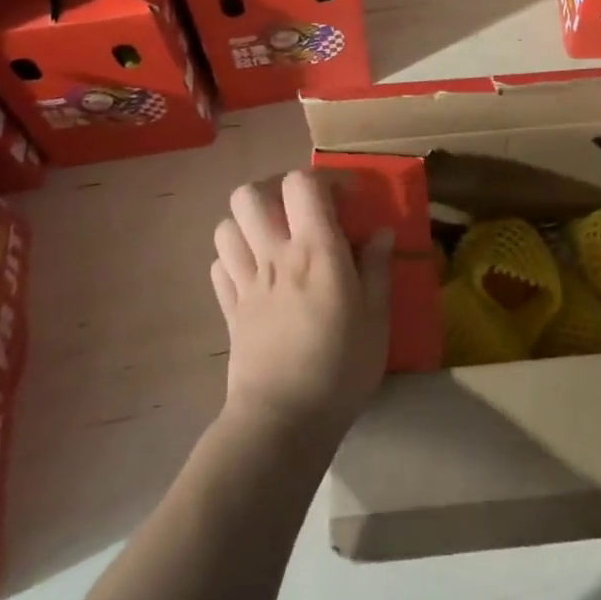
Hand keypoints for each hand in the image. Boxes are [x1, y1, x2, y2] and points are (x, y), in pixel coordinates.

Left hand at [211, 171, 392, 445]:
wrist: (283, 421)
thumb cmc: (340, 368)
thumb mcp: (377, 319)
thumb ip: (377, 269)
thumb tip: (381, 232)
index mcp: (315, 252)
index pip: (302, 184)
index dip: (325, 179)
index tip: (348, 198)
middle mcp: (274, 255)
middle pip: (250, 194)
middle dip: (275, 189)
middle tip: (303, 210)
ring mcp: (245, 281)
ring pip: (227, 225)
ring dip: (249, 222)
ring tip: (276, 237)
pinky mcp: (229, 309)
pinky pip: (219, 265)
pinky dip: (235, 258)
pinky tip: (257, 272)